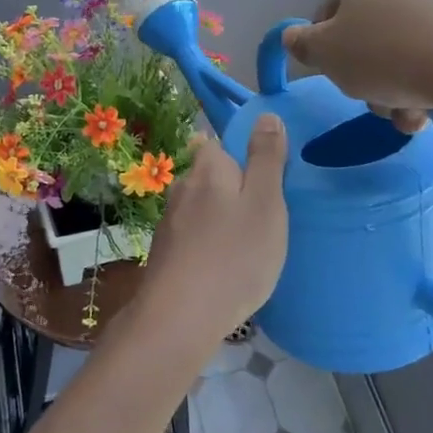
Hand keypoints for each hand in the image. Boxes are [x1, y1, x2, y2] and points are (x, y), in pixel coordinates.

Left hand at [140, 116, 288, 344]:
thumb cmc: (234, 255)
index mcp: (208, 168)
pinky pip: (194, 236)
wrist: (180, 317)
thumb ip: (266, 158)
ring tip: (247, 247)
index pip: (222, 144)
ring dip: (221, 220)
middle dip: (234, 191)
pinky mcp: (165, 252)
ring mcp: (169, 221)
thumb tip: (265, 115)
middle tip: (264, 220)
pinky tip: (224, 268)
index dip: (246, 158)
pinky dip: (209, 245)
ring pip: (202, 208)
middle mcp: (182, 187)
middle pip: (212, 176)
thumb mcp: (266, 203)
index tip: (267, 185)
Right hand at [281, 0, 432, 130]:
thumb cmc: (383, 52)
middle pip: (367, 35)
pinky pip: (431, 59)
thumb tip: (293, 37)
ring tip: (402, 114)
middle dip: (365, 74)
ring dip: (392, 88)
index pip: (329, 12)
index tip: (335, 74)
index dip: (325, 48)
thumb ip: (301, 44)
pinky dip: (422, 86)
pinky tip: (424, 112)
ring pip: (399, 52)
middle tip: (368, 98)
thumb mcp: (325, 53)